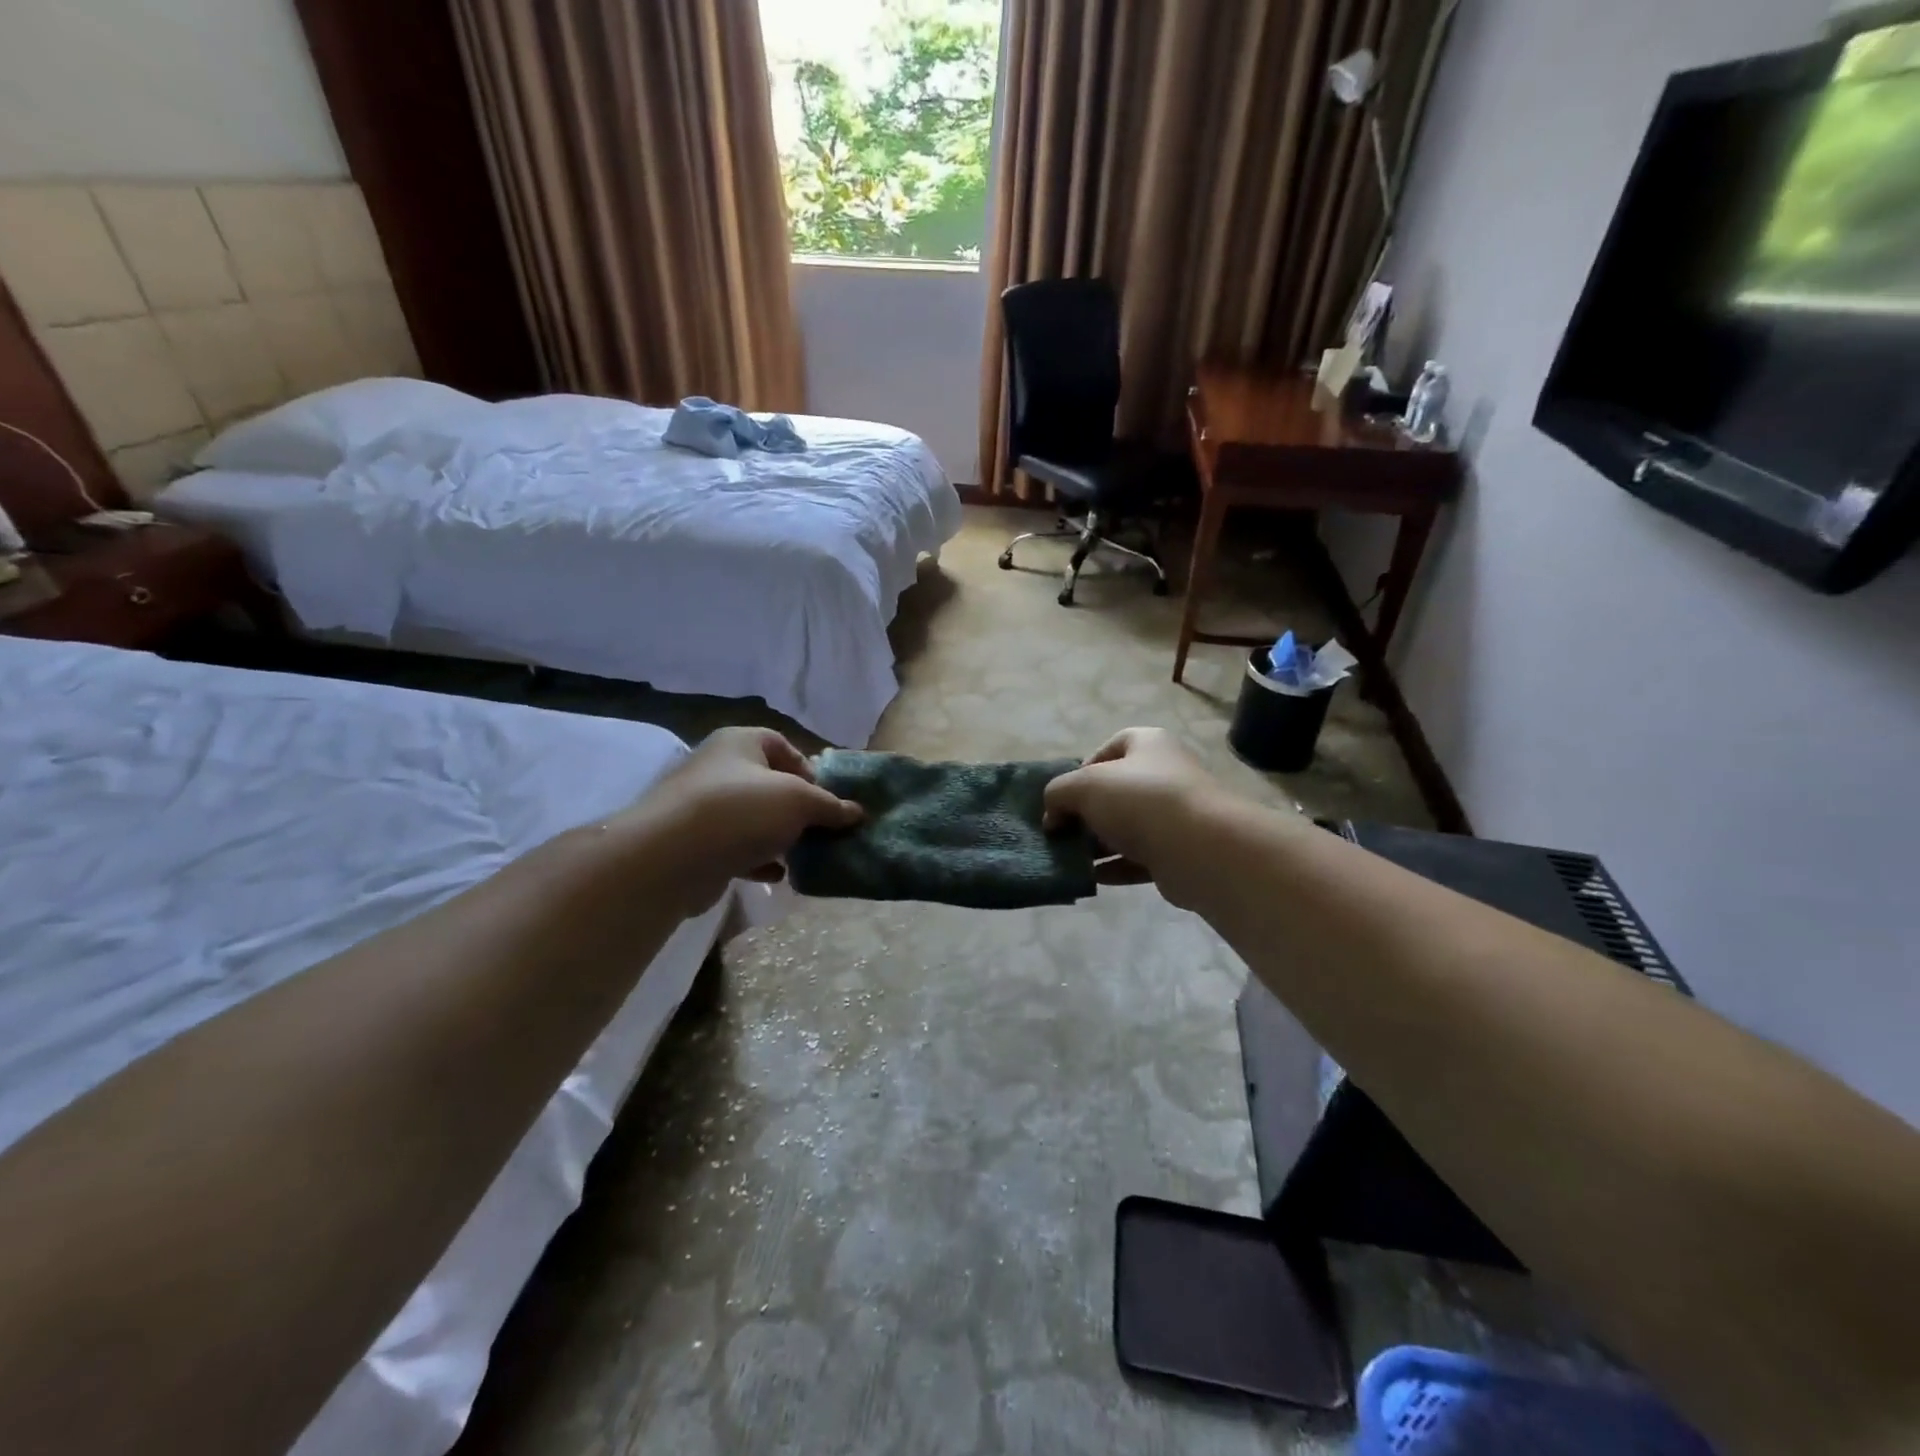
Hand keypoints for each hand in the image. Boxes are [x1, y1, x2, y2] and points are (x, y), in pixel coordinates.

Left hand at [620, 728, 860, 915]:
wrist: (671, 858)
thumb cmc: (741, 810)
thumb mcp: (799, 801)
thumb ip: (830, 806)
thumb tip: (857, 812)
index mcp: (740, 743)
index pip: (782, 745)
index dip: (809, 769)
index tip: (827, 798)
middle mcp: (718, 769)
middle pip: (769, 784)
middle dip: (798, 808)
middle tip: (821, 830)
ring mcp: (703, 808)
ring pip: (754, 819)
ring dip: (780, 836)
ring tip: (805, 855)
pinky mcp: (696, 845)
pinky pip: (737, 848)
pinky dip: (759, 860)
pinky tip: (778, 876)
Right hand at [1043, 728, 1229, 906]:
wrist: (1200, 848)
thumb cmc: (1140, 800)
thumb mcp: (1083, 786)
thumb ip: (1058, 794)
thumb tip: (1053, 816)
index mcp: (1148, 744)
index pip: (1111, 747)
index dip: (1083, 768)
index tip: (1065, 795)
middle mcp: (1166, 774)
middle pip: (1116, 791)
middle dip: (1086, 811)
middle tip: (1062, 830)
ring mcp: (1175, 815)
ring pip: (1127, 827)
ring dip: (1098, 843)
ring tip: (1070, 857)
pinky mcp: (1178, 852)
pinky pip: (1139, 858)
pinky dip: (1115, 867)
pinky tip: (1092, 877)